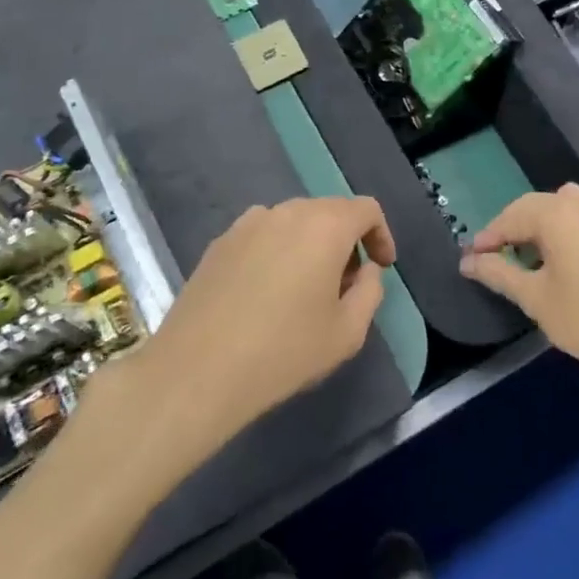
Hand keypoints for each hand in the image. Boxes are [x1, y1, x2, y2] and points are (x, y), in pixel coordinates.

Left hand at [141, 197, 394, 449]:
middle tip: (346, 285)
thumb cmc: (283, 351)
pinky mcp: (219, 242)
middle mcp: (286, 212)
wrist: (197, 370)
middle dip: (346, 241)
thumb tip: (365, 270)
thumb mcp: (347, 332)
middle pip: (329, 212)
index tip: (381, 268)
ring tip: (304, 289)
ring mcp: (247, 224)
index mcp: (324, 226)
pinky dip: (278, 251)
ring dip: (310, 245)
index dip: (381, 235)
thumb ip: (370, 291)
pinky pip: (263, 235)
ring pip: (294, 222)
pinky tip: (266, 292)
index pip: (366, 209)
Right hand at [460, 184, 578, 400]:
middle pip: (541, 205)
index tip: (473, 258)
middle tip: (501, 256)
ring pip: (571, 207)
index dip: (489, 236)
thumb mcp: (536, 299)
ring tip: (537, 258)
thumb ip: (499, 274)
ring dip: (548, 224)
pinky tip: (576, 266)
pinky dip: (576, 233)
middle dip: (516, 226)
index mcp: (559, 215)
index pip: (512, 216)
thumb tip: (468, 261)